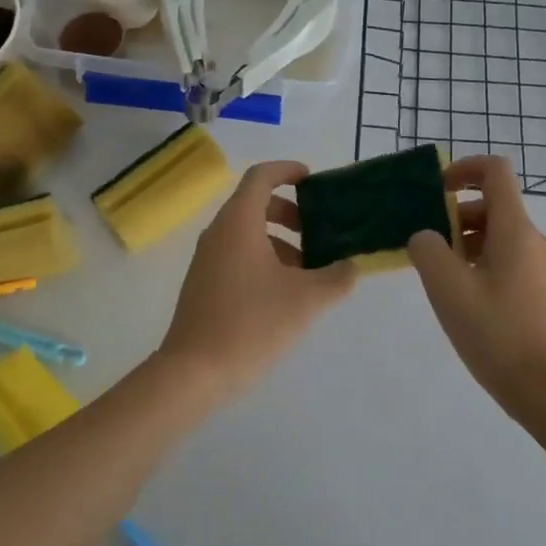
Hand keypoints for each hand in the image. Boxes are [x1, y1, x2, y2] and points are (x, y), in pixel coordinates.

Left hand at [156, 159, 357, 404]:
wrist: (193, 374)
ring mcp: (207, 259)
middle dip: (289, 211)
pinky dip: (264, 259)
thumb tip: (351, 266)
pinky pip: (237, 255)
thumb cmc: (250, 324)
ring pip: (247, 233)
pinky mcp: (204, 284)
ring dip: (279, 240)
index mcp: (239, 222)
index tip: (312, 179)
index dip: (287, 171)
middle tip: (317, 231)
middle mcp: (219, 233)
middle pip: (254, 204)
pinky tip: (285, 294)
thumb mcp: (306, 300)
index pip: (261, 177)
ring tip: (309, 270)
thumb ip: (336, 278)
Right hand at [408, 155, 545, 424]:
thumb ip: (428, 251)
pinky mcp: (544, 296)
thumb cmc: (498, 335)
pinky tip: (465, 303)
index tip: (436, 190)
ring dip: (466, 244)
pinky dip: (481, 266)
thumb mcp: (448, 289)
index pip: (495, 172)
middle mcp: (535, 241)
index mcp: (516, 230)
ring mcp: (543, 270)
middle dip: (455, 216)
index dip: (464, 168)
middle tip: (428, 247)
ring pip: (499, 237)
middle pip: (493, 206)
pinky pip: (508, 262)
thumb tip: (426, 237)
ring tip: (441, 279)